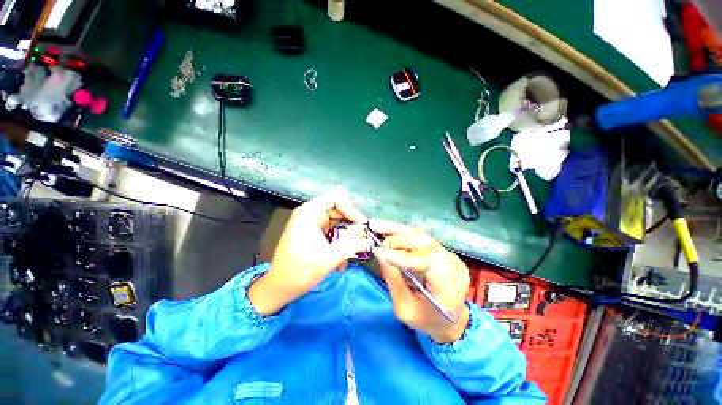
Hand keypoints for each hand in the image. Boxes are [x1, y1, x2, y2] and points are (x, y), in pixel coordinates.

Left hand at [248, 188, 367, 315]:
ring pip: (338, 221)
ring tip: (348, 255)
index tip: (361, 225)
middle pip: (339, 209)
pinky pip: (332, 231)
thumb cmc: (300, 272)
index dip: (351, 209)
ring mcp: (311, 222)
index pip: (337, 197)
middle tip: (359, 240)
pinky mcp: (312, 232)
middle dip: (350, 225)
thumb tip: (364, 228)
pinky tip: (340, 259)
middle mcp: (310, 213)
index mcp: (310, 212)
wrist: (279, 289)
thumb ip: (351, 241)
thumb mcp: (330, 257)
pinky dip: (339, 242)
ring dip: (345, 237)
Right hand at [371, 220, 469, 343]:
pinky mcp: (440, 249)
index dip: (401, 254)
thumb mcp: (405, 309)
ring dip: (396, 230)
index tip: (378, 251)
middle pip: (423, 241)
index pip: (426, 260)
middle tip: (376, 240)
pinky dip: (401, 232)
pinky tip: (386, 228)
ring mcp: (448, 253)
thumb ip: (394, 280)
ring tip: (376, 225)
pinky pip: (419, 236)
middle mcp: (452, 263)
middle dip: (397, 240)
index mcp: (449, 284)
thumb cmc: (428, 320)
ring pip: (420, 234)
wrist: (450, 320)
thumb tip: (380, 254)